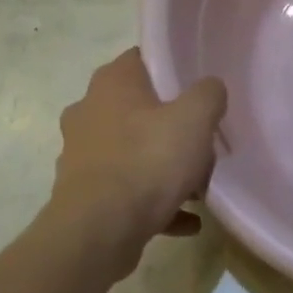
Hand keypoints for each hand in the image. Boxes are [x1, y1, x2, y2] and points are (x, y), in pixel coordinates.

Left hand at [45, 48, 226, 276]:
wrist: (98, 233)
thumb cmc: (147, 161)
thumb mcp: (195, 118)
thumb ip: (209, 93)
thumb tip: (210, 88)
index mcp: (111, 82)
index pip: (143, 58)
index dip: (172, 68)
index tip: (199, 87)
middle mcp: (89, 111)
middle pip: (140, 108)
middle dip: (171, 124)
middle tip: (202, 140)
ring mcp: (82, 154)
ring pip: (133, 151)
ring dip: (164, 167)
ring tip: (198, 187)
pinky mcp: (84, 193)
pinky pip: (128, 191)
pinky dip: (155, 202)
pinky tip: (187, 220)